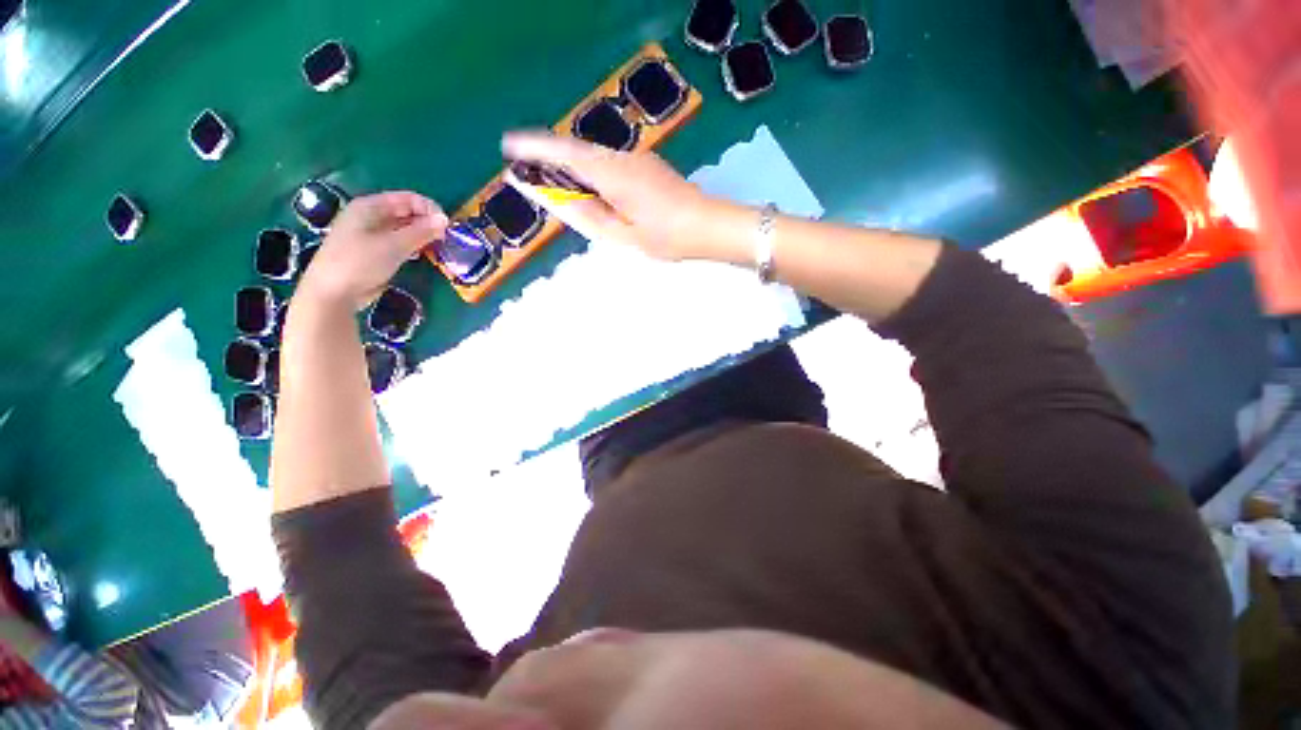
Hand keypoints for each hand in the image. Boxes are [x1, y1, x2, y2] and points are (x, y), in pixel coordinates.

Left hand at [297, 192, 448, 311]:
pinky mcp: (375, 251)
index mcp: (370, 207)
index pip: (407, 198)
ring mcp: (372, 234)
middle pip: (405, 212)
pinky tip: (422, 254)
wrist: (334, 292)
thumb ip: (421, 231)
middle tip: (446, 237)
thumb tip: (445, 220)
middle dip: (427, 222)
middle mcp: (371, 216)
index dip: (429, 208)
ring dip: (422, 235)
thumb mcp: (394, 245)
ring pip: (404, 228)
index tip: (448, 226)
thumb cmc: (360, 262)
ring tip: (438, 246)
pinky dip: (413, 245)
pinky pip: (399, 242)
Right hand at [503, 132, 732, 260]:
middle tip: (528, 173)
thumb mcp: (622, 235)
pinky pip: (608, 163)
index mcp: (612, 174)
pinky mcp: (646, 166)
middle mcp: (621, 158)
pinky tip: (588, 189)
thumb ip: (586, 215)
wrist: (708, 226)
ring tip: (553, 186)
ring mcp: (636, 159)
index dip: (535, 148)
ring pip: (592, 156)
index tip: (509, 147)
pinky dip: (589, 172)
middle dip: (548, 157)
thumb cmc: (666, 237)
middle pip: (576, 150)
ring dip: (569, 166)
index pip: (565, 153)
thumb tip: (553, 198)